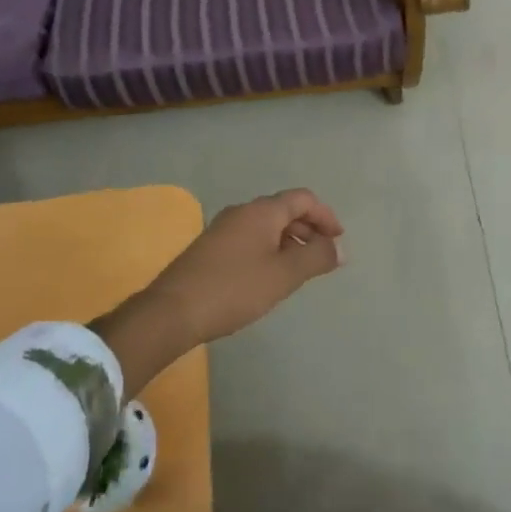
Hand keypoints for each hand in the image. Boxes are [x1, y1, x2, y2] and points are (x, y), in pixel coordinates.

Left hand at [149, 189, 344, 347]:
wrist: (171, 312)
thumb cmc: (234, 289)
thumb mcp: (284, 275)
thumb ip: (316, 257)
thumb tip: (339, 248)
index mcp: (262, 211)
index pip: (303, 199)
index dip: (325, 215)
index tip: (338, 240)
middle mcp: (242, 211)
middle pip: (284, 210)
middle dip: (308, 229)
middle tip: (323, 256)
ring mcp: (222, 229)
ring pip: (266, 226)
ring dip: (288, 241)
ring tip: (299, 269)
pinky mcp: (209, 248)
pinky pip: (250, 239)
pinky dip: (269, 249)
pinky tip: (268, 277)